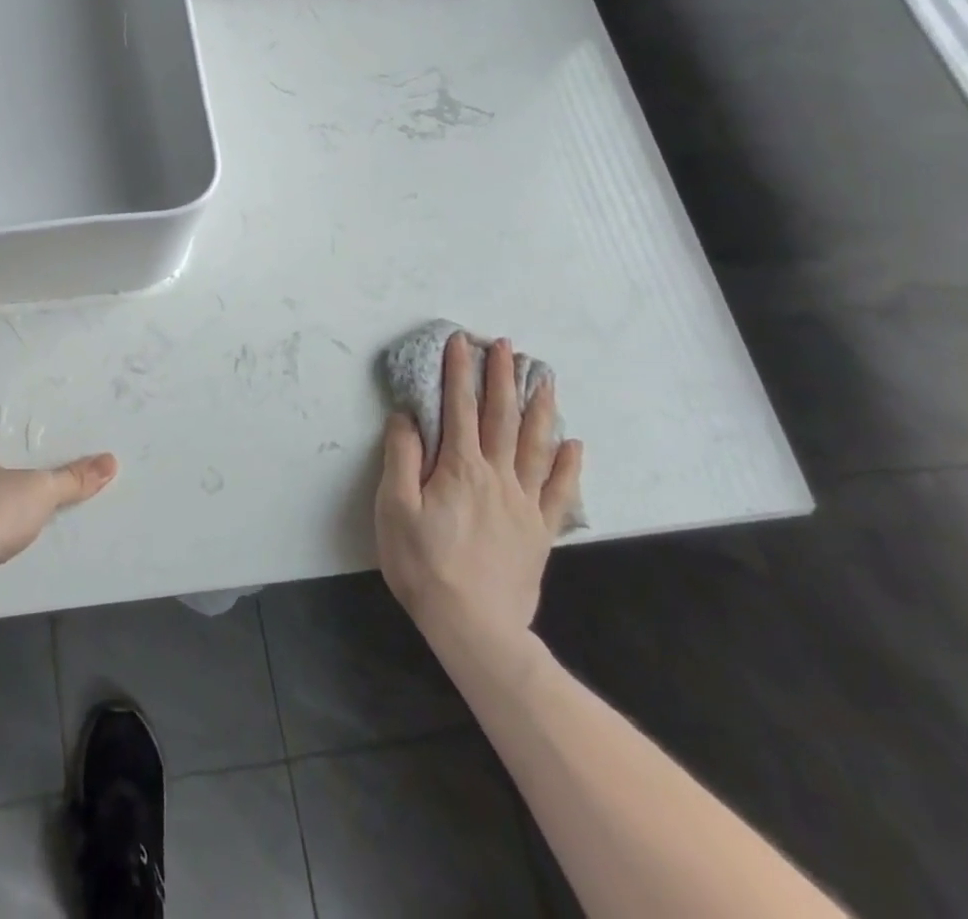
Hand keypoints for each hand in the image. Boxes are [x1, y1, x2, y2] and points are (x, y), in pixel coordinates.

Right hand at [375, 334, 583, 652]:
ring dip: (539, 408)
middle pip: (502, 418)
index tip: (460, 342)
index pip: (459, 408)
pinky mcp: (540, 531)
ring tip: (544, 378)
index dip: (459, 373)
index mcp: (459, 468)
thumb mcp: (395, 508)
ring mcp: (524, 504)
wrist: (474, 626)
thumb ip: (402, 458)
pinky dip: (567, 465)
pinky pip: (559, 492)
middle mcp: (497, 477)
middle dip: (502, 378)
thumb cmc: (423, 564)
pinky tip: (573, 444)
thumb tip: (407, 416)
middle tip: (506, 346)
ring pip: (535, 446)